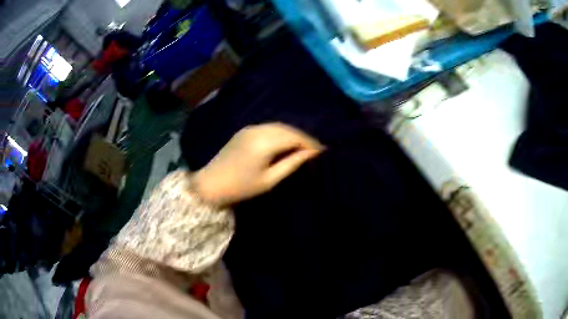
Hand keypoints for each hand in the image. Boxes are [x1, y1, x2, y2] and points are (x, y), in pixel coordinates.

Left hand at [193, 123, 324, 205]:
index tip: (323, 151)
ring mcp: (251, 128)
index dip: (311, 143)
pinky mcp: (245, 130)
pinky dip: (281, 133)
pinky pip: (269, 128)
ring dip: (293, 134)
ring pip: (279, 126)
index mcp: (265, 142)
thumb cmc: (241, 187)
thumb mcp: (270, 179)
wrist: (211, 184)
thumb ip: (291, 163)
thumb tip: (310, 153)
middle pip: (288, 129)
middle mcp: (259, 130)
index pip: (295, 137)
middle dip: (304, 137)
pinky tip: (286, 142)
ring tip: (303, 147)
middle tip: (315, 149)